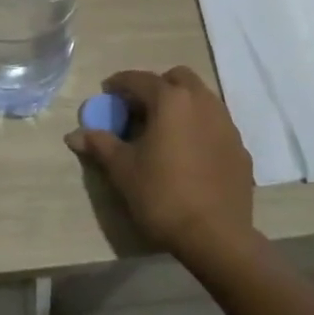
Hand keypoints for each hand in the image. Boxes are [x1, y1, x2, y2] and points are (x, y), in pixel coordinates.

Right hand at [66, 67, 259, 265]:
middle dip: (157, 86)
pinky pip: (216, 125)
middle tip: (140, 109)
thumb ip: (100, 145)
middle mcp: (203, 102)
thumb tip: (74, 135)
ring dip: (181, 104)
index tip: (107, 91)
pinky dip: (199, 127)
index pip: (140, 79)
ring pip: (202, 98)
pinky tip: (189, 153)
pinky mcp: (240, 148)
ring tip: (164, 130)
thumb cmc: (162, 196)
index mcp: (171, 101)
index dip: (120, 83)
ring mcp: (226, 124)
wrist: (216, 236)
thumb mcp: (123, 170)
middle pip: (178, 78)